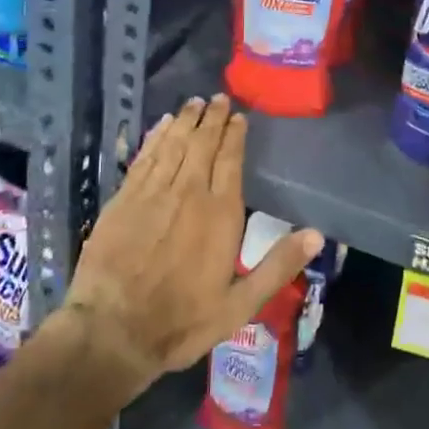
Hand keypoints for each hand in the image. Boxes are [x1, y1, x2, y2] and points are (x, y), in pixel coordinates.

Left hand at [64, 95, 322, 399]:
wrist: (112, 331)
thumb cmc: (182, 322)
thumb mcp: (239, 305)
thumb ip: (277, 266)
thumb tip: (316, 235)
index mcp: (220, 214)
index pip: (230, 160)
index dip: (235, 135)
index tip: (238, 116)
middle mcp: (188, 192)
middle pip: (203, 143)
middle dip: (212, 117)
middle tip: (218, 98)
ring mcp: (153, 192)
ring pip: (174, 143)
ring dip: (185, 120)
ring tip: (194, 102)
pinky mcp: (124, 198)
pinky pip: (145, 156)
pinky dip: (156, 136)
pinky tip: (161, 124)